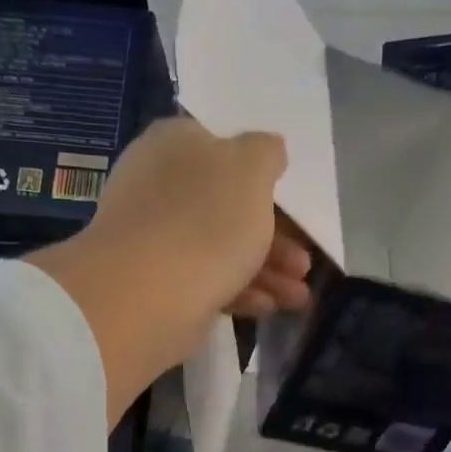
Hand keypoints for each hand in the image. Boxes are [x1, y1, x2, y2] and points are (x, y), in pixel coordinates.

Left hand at [91, 118, 310, 319]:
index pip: (224, 148)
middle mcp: (160, 186)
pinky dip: (241, 292)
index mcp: (176, 144)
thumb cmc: (205, 221)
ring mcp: (156, 238)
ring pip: (222, 249)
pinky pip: (207, 281)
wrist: (146, 296)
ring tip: (298, 297)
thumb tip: (267, 149)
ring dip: (267, 271)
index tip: (294, 205)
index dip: (263, 176)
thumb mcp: (251, 169)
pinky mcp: (158, 284)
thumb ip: (266, 153)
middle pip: (229, 207)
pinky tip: (268, 307)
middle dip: (276, 238)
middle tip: (304, 264)